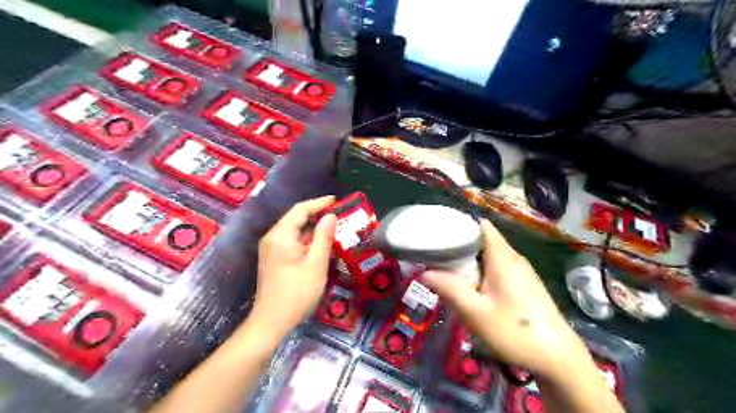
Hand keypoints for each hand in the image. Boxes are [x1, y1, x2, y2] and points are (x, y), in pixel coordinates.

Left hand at [250, 196, 336, 335]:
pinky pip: (291, 241)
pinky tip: (319, 244)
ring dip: (312, 227)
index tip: (336, 200)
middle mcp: (272, 238)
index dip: (318, 203)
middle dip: (316, 214)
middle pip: (295, 218)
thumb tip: (331, 216)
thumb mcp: (316, 264)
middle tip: (337, 214)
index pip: (300, 210)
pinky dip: (306, 239)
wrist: (271, 321)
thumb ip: (324, 237)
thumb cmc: (297, 292)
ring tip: (332, 227)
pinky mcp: (272, 258)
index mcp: (281, 235)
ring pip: (293, 230)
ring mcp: (270, 249)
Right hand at [423, 218, 590, 381]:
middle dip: (459, 246)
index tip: (439, 232)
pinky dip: (481, 271)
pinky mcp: (524, 284)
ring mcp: (521, 271)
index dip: (460, 224)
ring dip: (469, 261)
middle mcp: (513, 258)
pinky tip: (471, 288)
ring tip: (448, 270)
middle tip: (436, 256)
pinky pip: (497, 268)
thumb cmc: (515, 331)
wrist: (558, 358)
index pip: (481, 225)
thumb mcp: (476, 312)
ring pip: (489, 256)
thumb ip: (450, 289)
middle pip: (483, 240)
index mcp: (503, 257)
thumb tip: (425, 273)